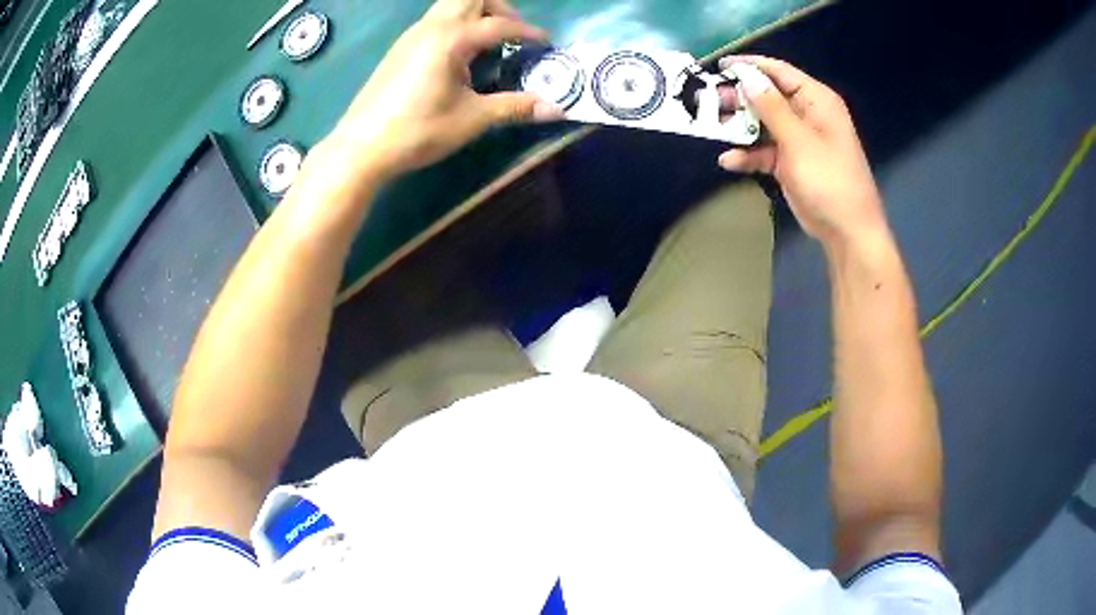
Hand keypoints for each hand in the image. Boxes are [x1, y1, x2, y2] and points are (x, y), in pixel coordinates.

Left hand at [321, 0, 562, 181]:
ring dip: (476, 13)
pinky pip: (435, 19)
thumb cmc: (418, 131)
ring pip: (450, 4)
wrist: (362, 146)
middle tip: (512, 33)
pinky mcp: (401, 47)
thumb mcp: (471, 119)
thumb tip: (557, 110)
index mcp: (452, 38)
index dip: (528, 32)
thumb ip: (514, 107)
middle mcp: (432, 26)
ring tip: (489, 43)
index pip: (500, 24)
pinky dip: (456, 24)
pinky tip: (459, 56)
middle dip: (499, 8)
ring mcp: (412, 35)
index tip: (546, 44)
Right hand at [717, 56, 887, 248]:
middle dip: (738, 98)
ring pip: (762, 123)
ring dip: (739, 126)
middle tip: (708, 101)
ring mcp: (798, 139)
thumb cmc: (829, 181)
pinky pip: (765, 150)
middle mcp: (806, 114)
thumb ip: (771, 107)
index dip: (749, 66)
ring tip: (712, 127)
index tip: (719, 67)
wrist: (847, 232)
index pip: (779, 71)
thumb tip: (747, 77)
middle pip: (766, 96)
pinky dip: (748, 154)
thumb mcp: (799, 141)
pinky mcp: (790, 162)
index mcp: (815, 100)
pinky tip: (729, 161)